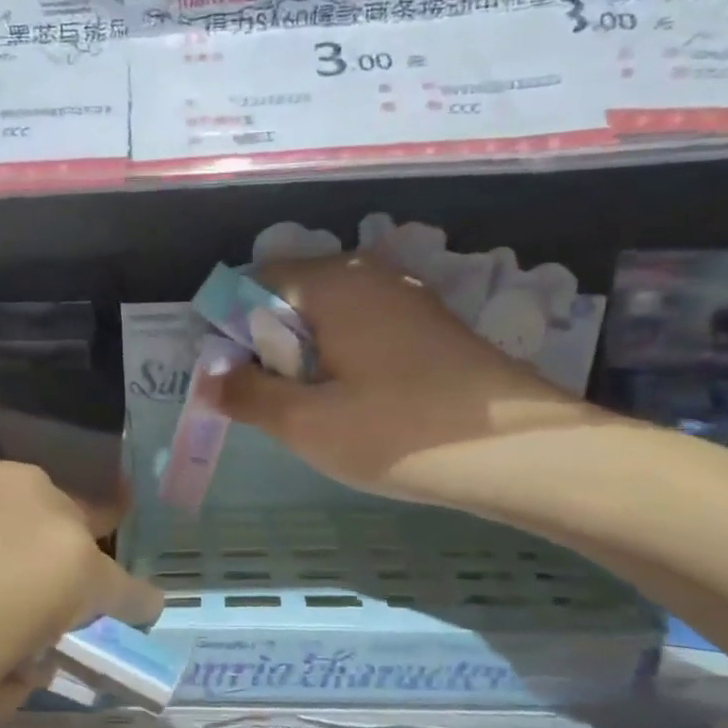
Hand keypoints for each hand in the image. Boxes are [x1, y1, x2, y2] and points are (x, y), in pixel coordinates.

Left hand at [0, 451, 160, 727]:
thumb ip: (18, 677)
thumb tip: (18, 647)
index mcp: (61, 565)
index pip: (127, 589)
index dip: (132, 613)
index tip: (128, 624)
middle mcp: (29, 498)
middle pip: (75, 534)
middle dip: (64, 571)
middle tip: (19, 611)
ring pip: (16, 504)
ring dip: (7, 539)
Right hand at [206, 253, 605, 506]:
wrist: (519, 453)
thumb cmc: (398, 433)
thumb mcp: (306, 423)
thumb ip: (247, 394)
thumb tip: (209, 377)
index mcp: (332, 283)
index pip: (253, 281)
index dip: (230, 327)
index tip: (232, 379)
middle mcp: (368, 274)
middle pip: (291, 295)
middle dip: (268, 344)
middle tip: (273, 402)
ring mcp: (405, 297)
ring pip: (328, 315)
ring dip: (305, 356)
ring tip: (313, 409)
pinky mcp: (428, 325)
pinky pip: (362, 328)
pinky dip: (341, 357)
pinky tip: (356, 403)